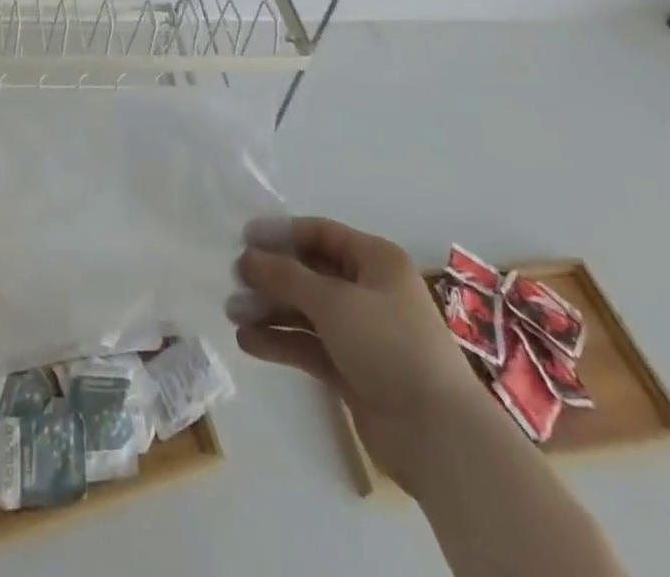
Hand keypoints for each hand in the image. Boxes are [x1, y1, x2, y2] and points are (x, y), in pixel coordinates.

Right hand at [232, 217, 488, 466]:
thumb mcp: (334, 301)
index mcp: (375, 260)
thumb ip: (286, 276)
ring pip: (307, 311)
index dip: (282, 233)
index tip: (243, 238)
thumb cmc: (388, 345)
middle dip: (272, 276)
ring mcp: (361, 332)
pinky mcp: (353, 369)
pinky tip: (249, 342)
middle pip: (311, 273)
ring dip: (271, 310)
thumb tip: (247, 258)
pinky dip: (282, 342)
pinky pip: (310, 345)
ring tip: (232, 314)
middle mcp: (368, 290)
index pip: (321, 234)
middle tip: (234, 280)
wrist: (437, 435)